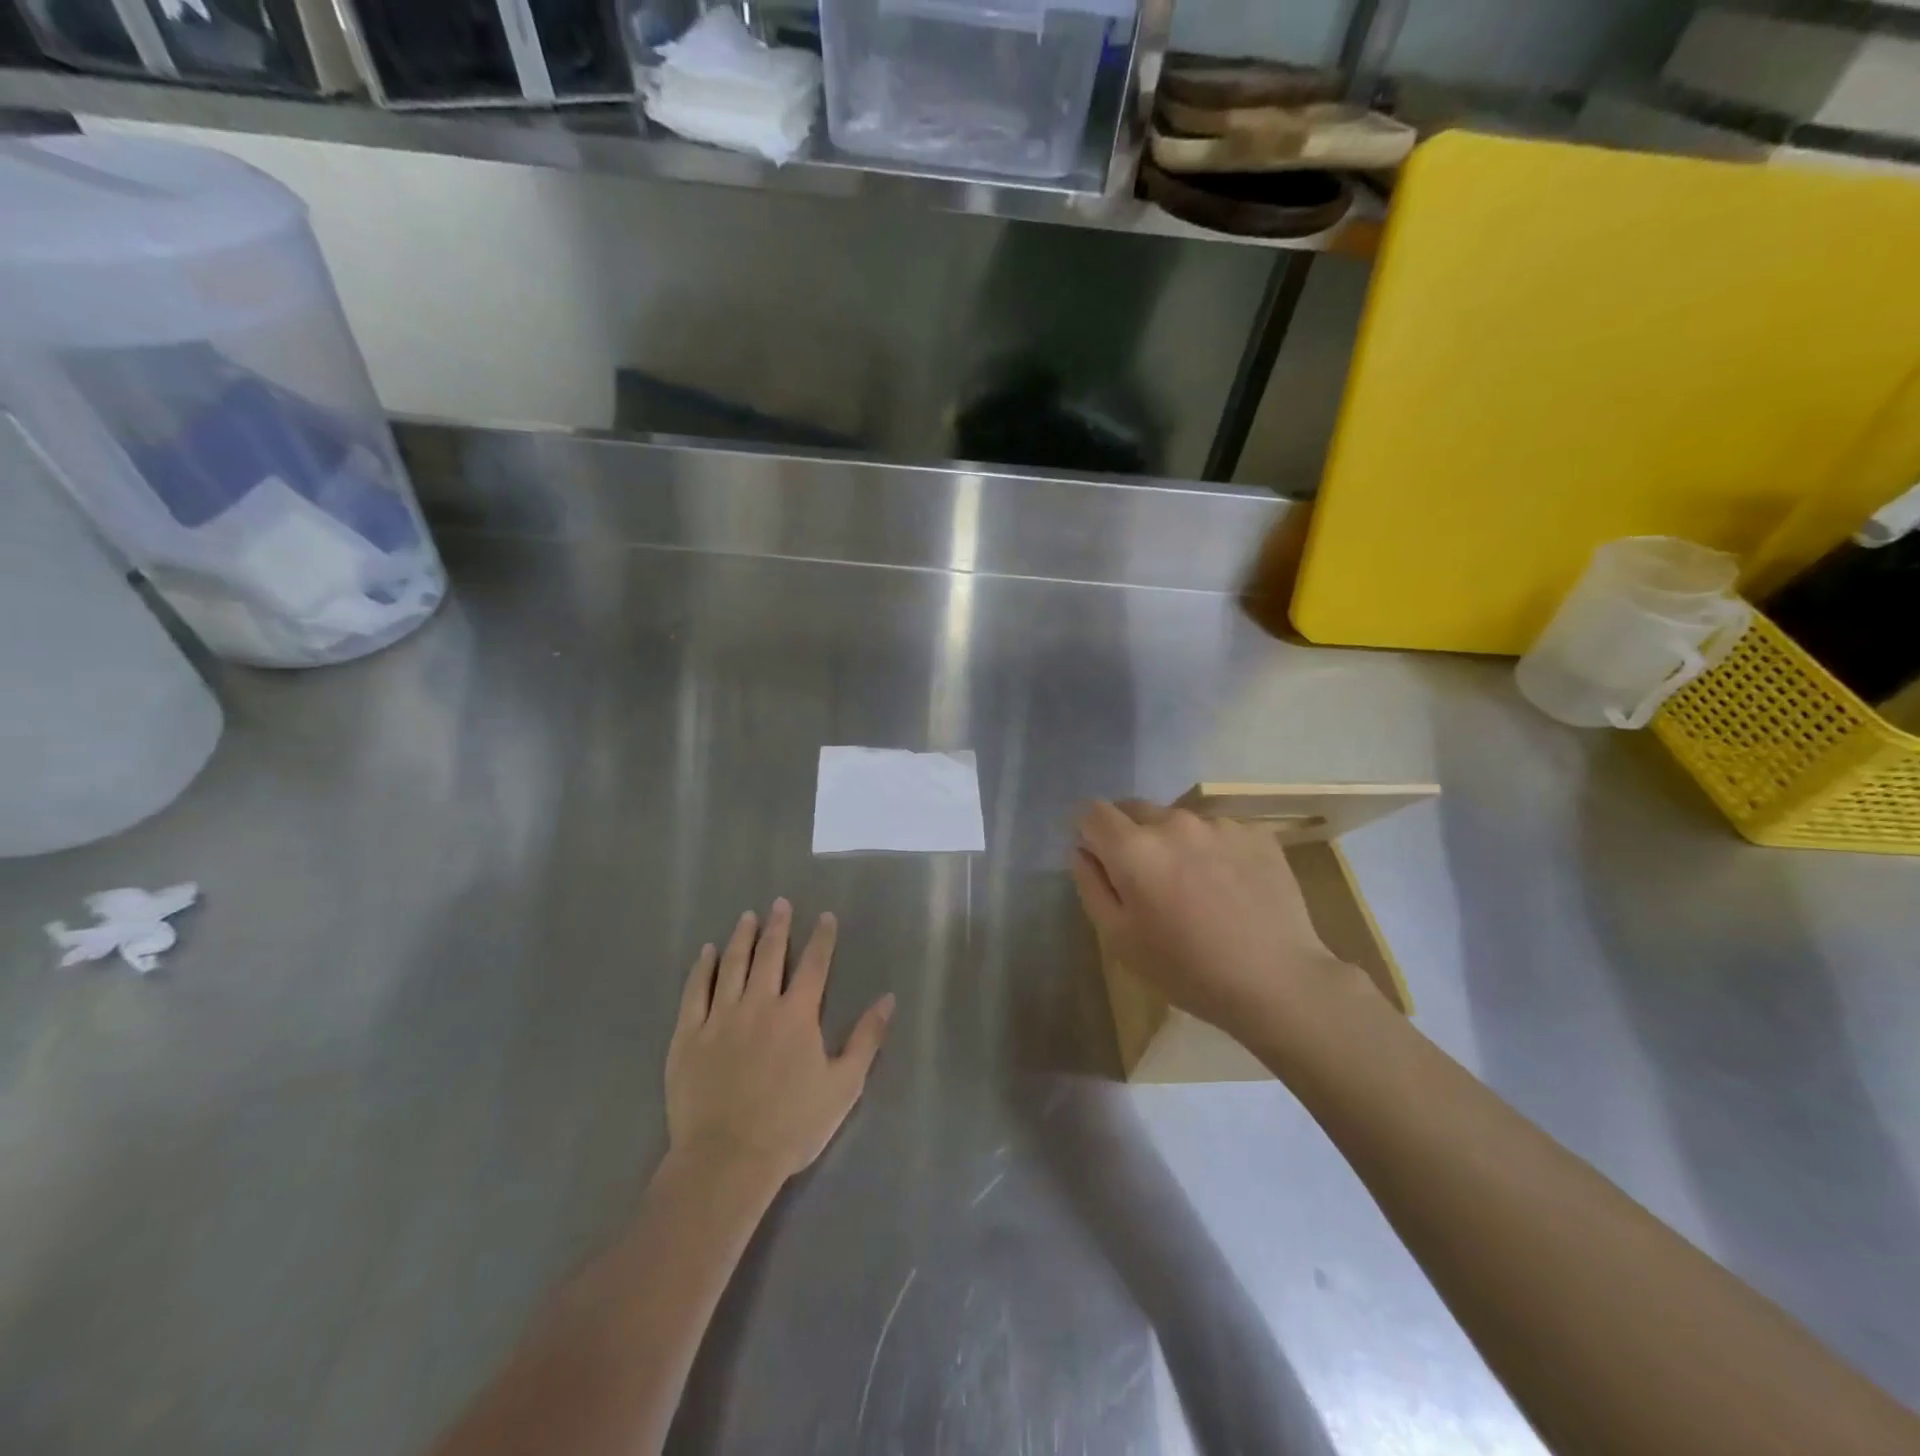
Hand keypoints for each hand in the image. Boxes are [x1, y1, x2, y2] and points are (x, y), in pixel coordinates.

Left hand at [666, 899, 894, 1186]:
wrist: (726, 1160)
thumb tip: (888, 998)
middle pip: (770, 955)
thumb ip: (866, 1039)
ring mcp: (720, 1017)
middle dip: (778, 926)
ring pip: (732, 965)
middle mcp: (759, 1004)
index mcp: (797, 1015)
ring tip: (747, 917)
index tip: (826, 917)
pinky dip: (702, 969)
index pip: (814, 965)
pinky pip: (695, 992)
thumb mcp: (843, 1086)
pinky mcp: (689, 1036)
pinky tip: (706, 953)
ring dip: (742, 938)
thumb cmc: (792, 1125)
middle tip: (780, 903)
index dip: (822, 938)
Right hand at [1070, 800, 1365, 1044]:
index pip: (1093, 812)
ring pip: (1179, 821)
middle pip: (1135, 809)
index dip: (1089, 832)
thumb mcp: (1120, 939)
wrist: (1278, 982)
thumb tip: (1081, 850)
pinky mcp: (1257, 833)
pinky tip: (1230, 887)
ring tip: (1196, 887)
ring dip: (1175, 842)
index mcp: (1134, 848)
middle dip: (1130, 835)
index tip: (1099, 858)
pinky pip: (1218, 832)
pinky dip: (1214, 850)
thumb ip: (1091, 886)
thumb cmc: (1187, 969)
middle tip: (1147, 880)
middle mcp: (1174, 822)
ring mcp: (1219, 824)